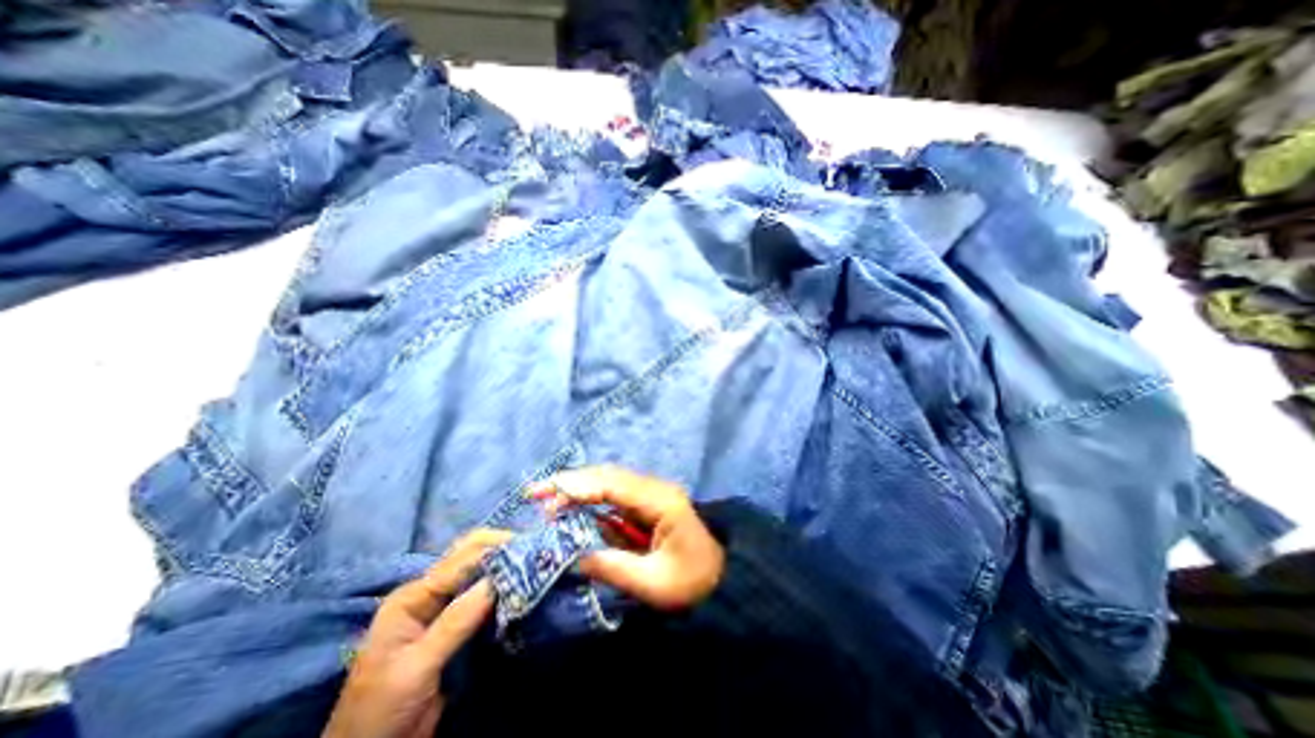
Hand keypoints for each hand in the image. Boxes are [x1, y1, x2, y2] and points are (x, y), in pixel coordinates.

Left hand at [324, 532, 514, 736]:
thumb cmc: (381, 712)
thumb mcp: (417, 667)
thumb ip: (456, 621)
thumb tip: (498, 579)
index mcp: (412, 596)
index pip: (459, 560)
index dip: (494, 550)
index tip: (528, 548)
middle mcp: (428, 593)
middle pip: (468, 555)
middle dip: (500, 547)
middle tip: (533, 548)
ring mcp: (441, 607)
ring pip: (477, 570)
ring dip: (503, 563)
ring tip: (533, 559)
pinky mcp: (455, 622)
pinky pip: (481, 593)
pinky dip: (501, 584)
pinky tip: (519, 582)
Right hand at [533, 466, 723, 610]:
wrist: (724, 577)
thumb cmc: (693, 583)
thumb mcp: (653, 584)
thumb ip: (612, 567)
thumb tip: (573, 555)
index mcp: (660, 501)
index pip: (612, 484)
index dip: (576, 486)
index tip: (544, 494)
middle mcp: (655, 489)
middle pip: (608, 476)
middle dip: (572, 482)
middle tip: (535, 492)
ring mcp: (652, 495)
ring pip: (610, 482)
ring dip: (579, 489)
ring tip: (548, 502)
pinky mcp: (647, 505)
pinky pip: (615, 496)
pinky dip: (591, 500)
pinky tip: (573, 508)